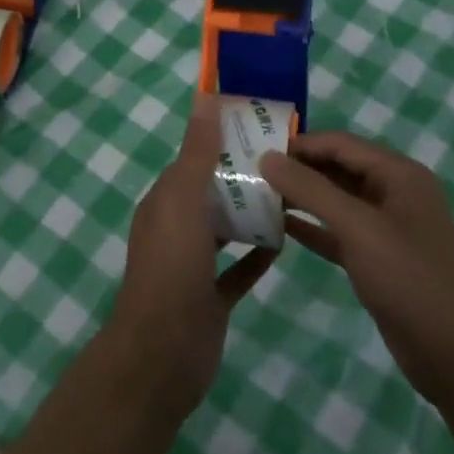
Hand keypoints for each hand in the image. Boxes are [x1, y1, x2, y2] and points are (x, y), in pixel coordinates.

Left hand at [109, 95, 277, 418]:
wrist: (163, 354)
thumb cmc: (172, 268)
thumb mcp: (183, 201)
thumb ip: (197, 153)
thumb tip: (204, 100)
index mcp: (163, 202)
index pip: (192, 161)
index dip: (219, 143)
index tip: (256, 129)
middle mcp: (175, 229)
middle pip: (210, 194)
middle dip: (241, 178)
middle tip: (285, 162)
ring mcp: (192, 266)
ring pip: (224, 230)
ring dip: (250, 215)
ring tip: (290, 196)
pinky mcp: (210, 298)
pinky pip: (237, 270)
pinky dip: (257, 256)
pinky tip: (285, 244)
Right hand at [259, 131, 453, 408]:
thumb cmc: (411, 280)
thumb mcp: (358, 228)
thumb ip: (311, 189)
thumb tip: (267, 157)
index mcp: (399, 174)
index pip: (340, 143)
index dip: (299, 144)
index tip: (256, 148)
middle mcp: (394, 193)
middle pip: (337, 168)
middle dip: (297, 169)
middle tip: (250, 172)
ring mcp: (387, 228)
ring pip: (336, 201)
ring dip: (301, 198)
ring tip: (257, 196)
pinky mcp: (378, 259)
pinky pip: (338, 232)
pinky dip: (312, 228)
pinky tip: (278, 227)